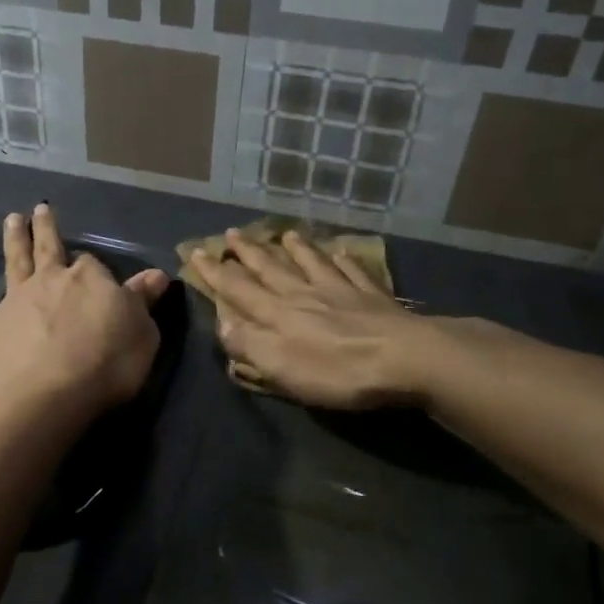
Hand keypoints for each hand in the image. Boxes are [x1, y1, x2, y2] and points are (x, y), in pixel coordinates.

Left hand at [0, 204, 169, 419]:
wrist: (48, 395)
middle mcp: (49, 281)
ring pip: (14, 263)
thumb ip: (143, 302)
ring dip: (12, 240)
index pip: (93, 266)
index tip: (101, 277)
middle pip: (48, 249)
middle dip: (46, 229)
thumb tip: (155, 275)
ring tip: (10, 219)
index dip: (96, 271)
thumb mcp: (142, 333)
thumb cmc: (106, 364)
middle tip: (40, 209)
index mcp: (89, 280)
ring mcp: (14, 302)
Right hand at [189, 229, 428, 409]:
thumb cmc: (337, 371)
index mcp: (278, 314)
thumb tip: (222, 322)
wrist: (406, 359)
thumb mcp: (282, 366)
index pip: (238, 290)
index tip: (197, 252)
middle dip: (248, 253)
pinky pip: (353, 270)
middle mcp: (305, 294)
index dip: (216, 273)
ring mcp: (341, 291)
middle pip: (272, 269)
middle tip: (232, 233)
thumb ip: (249, 343)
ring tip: (285, 232)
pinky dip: (343, 259)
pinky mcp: (373, 296)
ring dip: (295, 248)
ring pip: (311, 263)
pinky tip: (341, 251)